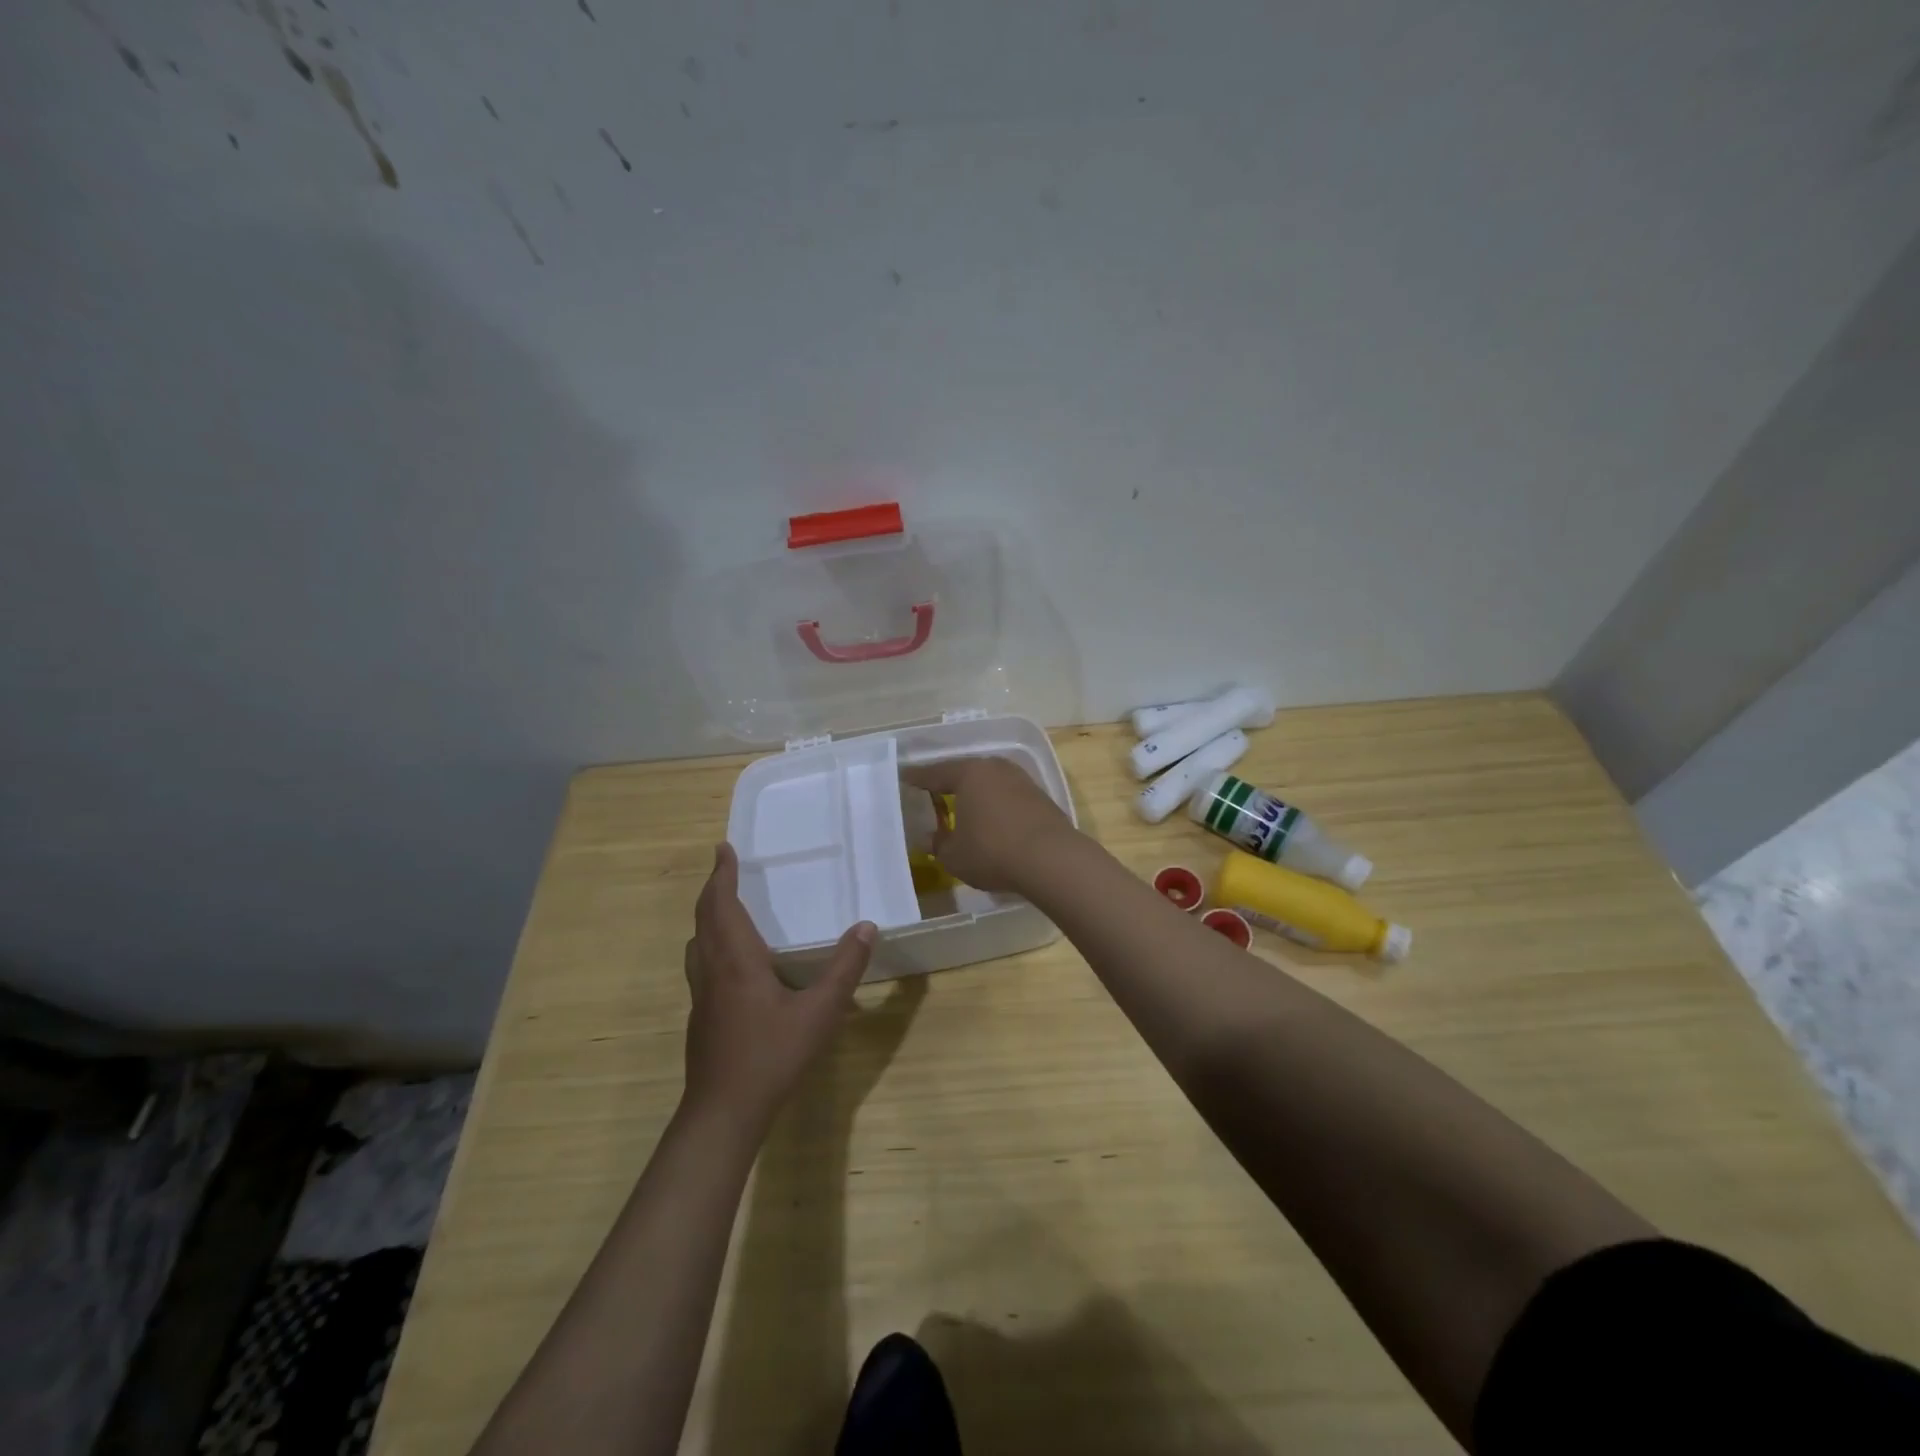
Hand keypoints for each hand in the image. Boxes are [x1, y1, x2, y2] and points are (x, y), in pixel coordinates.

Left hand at [683, 843, 875, 1132]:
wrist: (723, 1113)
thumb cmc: (771, 1055)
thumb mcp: (820, 1011)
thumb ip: (844, 968)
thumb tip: (866, 926)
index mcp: (736, 960)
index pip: (721, 904)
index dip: (721, 875)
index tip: (723, 848)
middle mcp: (712, 970)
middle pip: (704, 919)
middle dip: (713, 889)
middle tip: (725, 868)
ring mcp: (702, 996)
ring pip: (698, 944)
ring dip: (709, 917)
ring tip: (727, 907)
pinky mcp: (701, 1017)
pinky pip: (702, 964)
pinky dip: (712, 944)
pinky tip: (733, 963)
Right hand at [900, 756, 1077, 892]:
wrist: (1052, 860)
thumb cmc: (992, 852)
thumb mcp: (954, 855)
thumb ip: (938, 843)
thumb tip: (930, 837)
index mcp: (969, 774)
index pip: (936, 773)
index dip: (918, 778)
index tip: (905, 778)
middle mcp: (996, 769)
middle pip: (966, 773)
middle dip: (949, 783)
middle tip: (933, 792)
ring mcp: (1022, 781)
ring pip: (990, 783)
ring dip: (976, 795)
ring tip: (963, 808)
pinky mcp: (1041, 798)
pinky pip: (1008, 797)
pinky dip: (996, 806)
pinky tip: (992, 821)